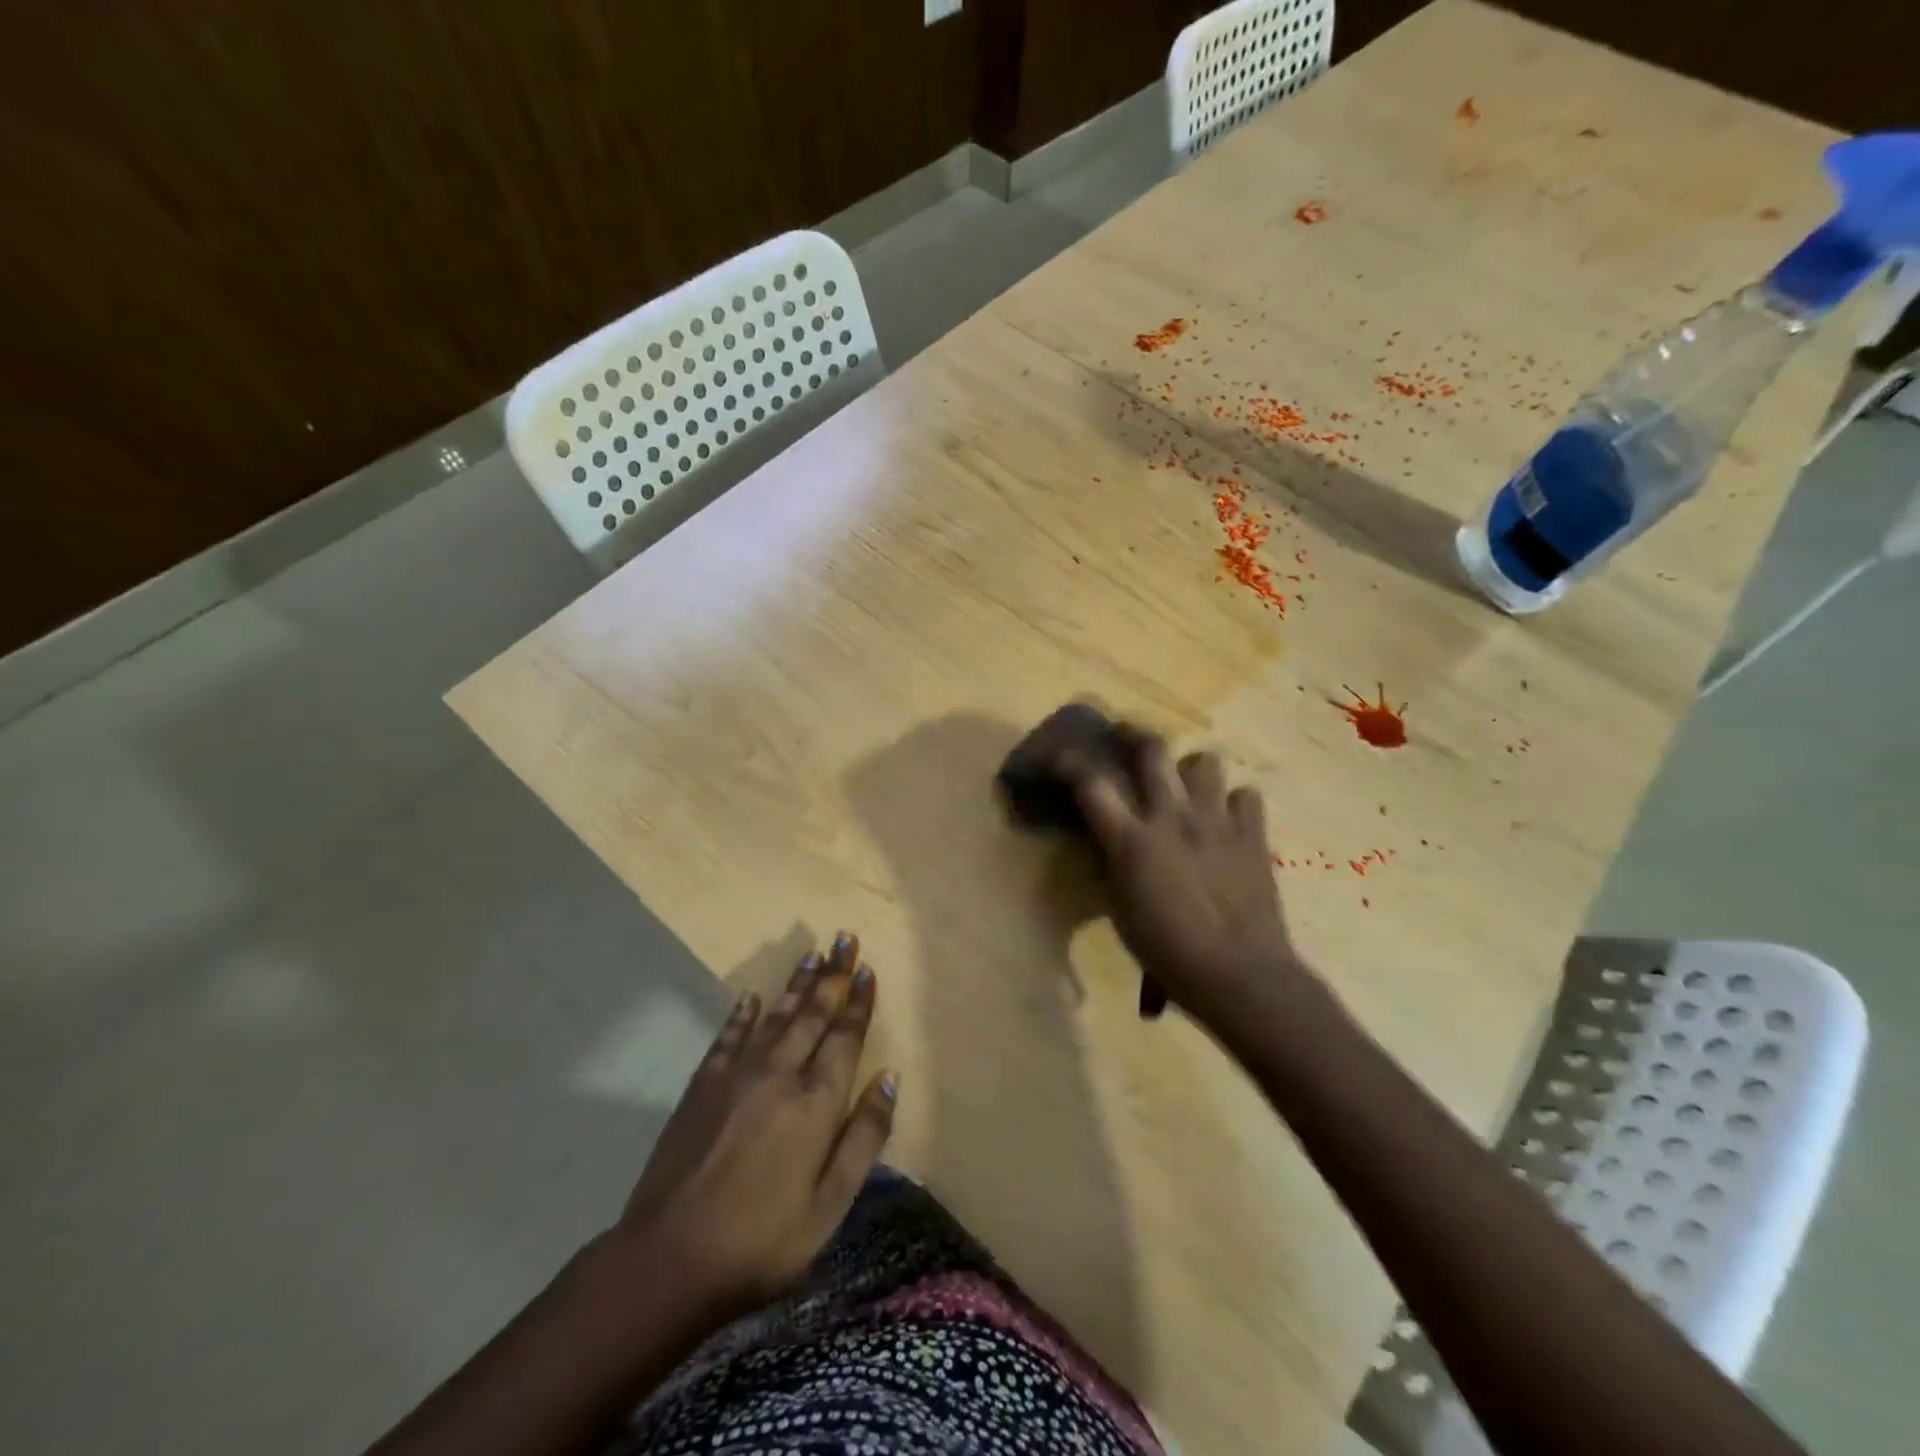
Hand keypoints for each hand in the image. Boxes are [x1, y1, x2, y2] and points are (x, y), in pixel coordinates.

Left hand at [610, 934, 896, 1327]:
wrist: (668, 1260)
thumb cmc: (762, 1241)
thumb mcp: (830, 1206)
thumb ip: (864, 1137)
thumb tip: (890, 1078)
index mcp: (815, 1103)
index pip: (844, 1038)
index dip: (858, 1002)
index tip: (866, 969)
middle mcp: (779, 1075)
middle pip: (812, 1014)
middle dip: (832, 976)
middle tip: (845, 939)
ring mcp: (737, 1076)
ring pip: (775, 1016)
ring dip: (797, 985)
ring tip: (812, 955)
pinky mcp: (702, 1085)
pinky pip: (728, 1036)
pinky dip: (742, 1013)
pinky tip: (751, 996)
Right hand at [1052, 726, 1307, 1026]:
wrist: (1239, 975)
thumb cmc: (1168, 952)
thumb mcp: (1120, 910)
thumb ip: (1111, 864)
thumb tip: (1105, 838)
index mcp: (1132, 841)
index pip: (1091, 783)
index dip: (1069, 762)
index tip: (1059, 756)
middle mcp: (1173, 818)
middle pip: (1151, 750)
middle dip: (1133, 735)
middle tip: (1125, 738)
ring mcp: (1216, 822)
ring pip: (1205, 761)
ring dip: (1190, 769)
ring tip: (1186, 784)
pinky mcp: (1252, 835)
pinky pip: (1247, 795)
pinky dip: (1234, 802)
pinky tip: (1226, 819)